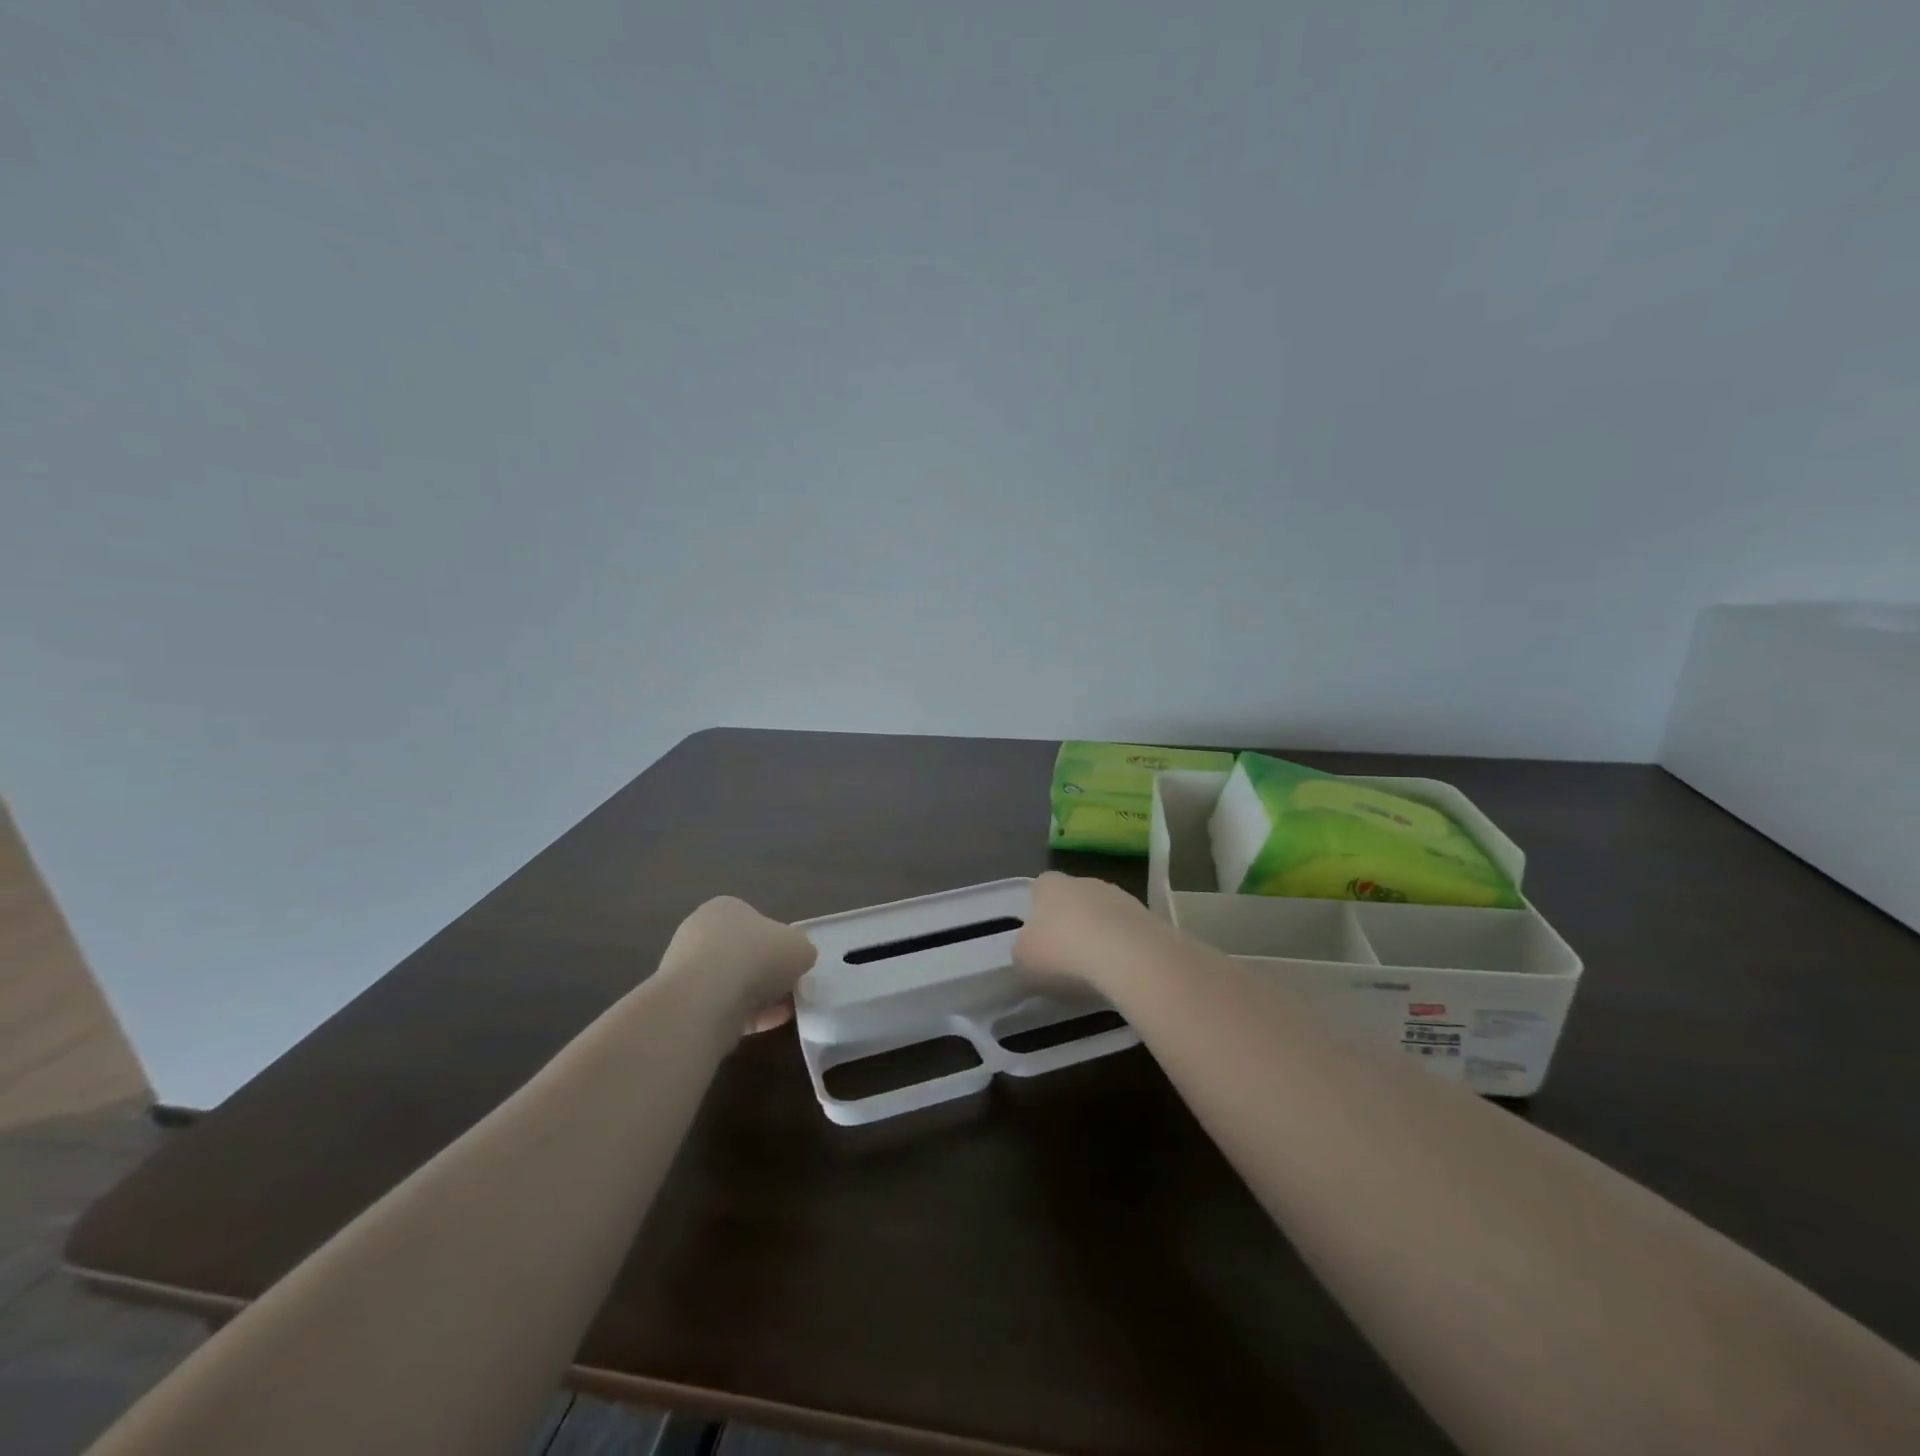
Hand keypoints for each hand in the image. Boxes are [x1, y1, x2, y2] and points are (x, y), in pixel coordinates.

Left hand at [659, 896, 816, 1032]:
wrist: (705, 1000)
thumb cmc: (756, 957)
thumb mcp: (800, 946)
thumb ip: (801, 951)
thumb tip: (796, 962)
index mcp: (725, 908)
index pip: (756, 923)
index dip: (779, 945)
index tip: (794, 965)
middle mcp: (700, 933)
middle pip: (743, 954)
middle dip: (767, 973)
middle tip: (789, 989)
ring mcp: (687, 970)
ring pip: (732, 983)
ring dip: (758, 997)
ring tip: (783, 1012)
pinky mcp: (682, 1004)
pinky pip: (722, 1007)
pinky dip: (746, 1015)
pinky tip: (768, 1024)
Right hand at [1013, 872, 1166, 996]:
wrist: (1128, 957)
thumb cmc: (1062, 953)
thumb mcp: (1023, 962)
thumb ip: (1023, 954)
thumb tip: (1029, 955)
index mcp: (1049, 885)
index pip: (1039, 890)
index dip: (1038, 915)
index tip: (1039, 943)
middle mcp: (1084, 881)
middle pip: (1073, 901)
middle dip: (1071, 926)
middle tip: (1067, 961)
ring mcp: (1120, 896)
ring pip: (1104, 916)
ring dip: (1101, 937)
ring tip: (1098, 974)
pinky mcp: (1149, 917)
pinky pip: (1129, 934)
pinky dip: (1125, 951)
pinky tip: (1122, 974)